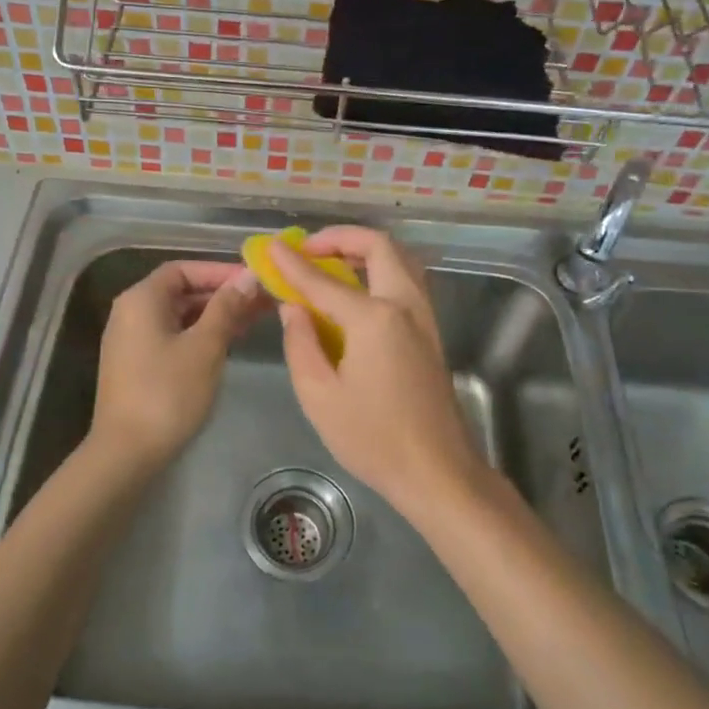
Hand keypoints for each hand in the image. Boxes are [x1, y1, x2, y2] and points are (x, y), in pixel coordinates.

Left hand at [87, 260, 262, 476]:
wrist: (126, 453)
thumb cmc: (168, 393)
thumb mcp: (205, 347)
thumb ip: (227, 308)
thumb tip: (249, 276)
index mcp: (141, 299)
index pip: (184, 269)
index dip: (220, 271)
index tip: (254, 280)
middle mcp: (131, 312)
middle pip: (182, 291)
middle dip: (222, 294)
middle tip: (263, 301)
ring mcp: (132, 340)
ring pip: (180, 315)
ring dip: (215, 315)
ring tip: (254, 320)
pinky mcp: (137, 365)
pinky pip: (173, 336)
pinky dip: (200, 334)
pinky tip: (229, 343)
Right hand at [268, 229, 502, 526]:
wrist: (436, 470)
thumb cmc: (372, 438)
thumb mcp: (319, 396)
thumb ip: (300, 343)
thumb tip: (293, 307)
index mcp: (375, 318)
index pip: (324, 280)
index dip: (294, 263)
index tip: (272, 248)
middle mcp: (405, 305)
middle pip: (380, 246)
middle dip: (341, 238)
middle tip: (309, 250)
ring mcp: (424, 317)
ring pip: (400, 259)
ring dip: (366, 250)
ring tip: (330, 263)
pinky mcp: (431, 332)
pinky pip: (407, 281)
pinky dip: (381, 269)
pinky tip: (357, 291)